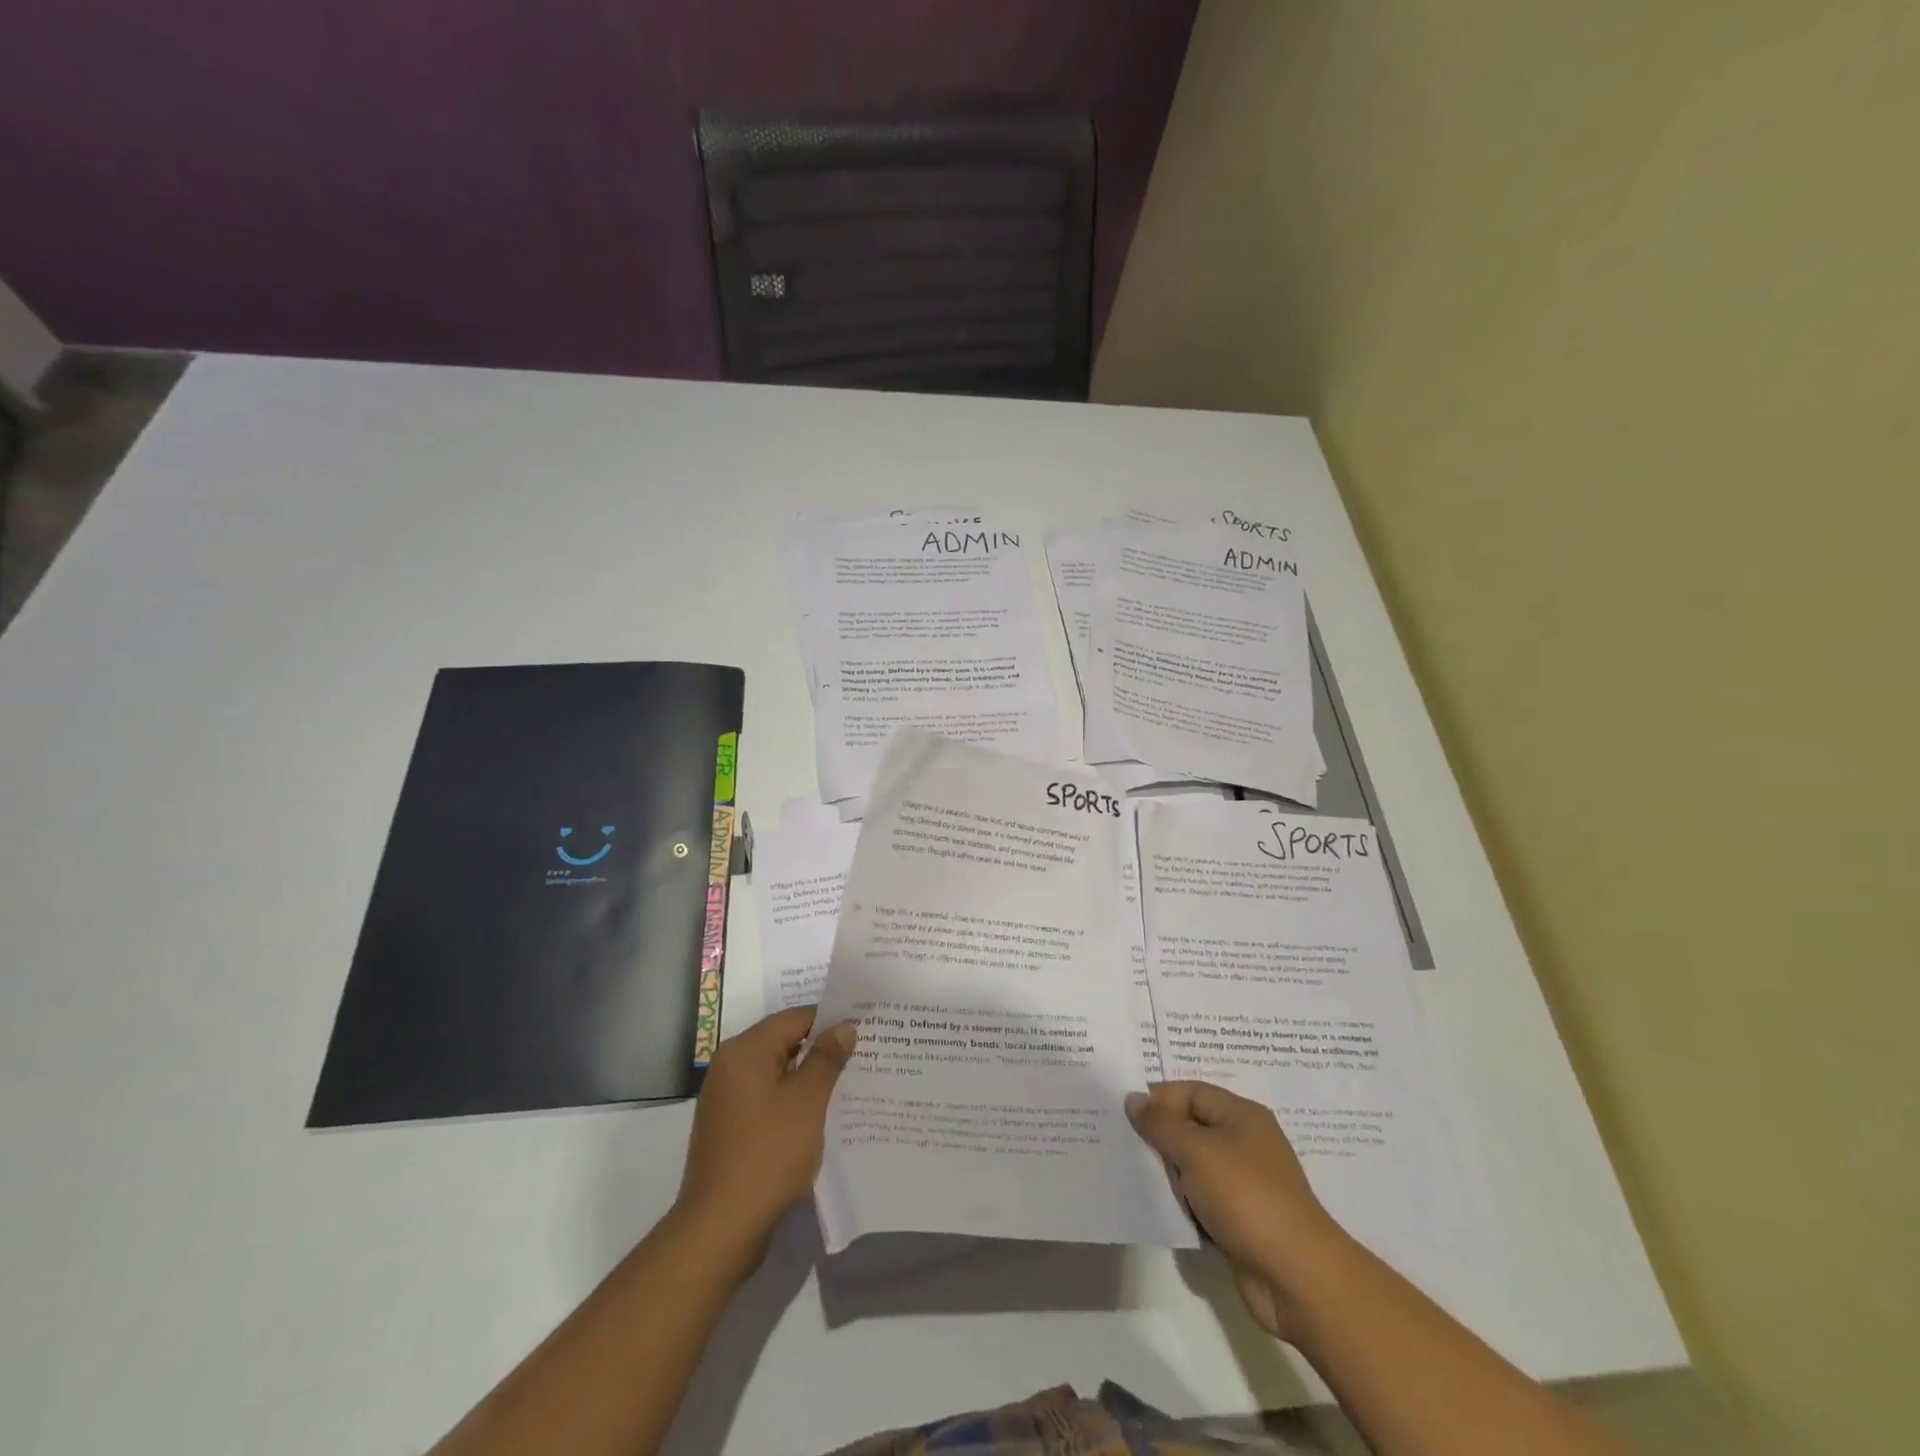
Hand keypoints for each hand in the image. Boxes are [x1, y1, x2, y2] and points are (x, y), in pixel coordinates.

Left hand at [674, 1007, 857, 1276]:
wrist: (721, 1228)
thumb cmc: (768, 1154)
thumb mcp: (807, 1101)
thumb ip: (827, 1058)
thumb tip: (844, 1027)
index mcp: (745, 1051)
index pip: (795, 1018)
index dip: (830, 1020)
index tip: (864, 1028)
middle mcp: (730, 1066)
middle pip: (784, 1042)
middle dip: (821, 1048)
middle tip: (863, 1053)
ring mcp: (726, 1099)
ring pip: (777, 1073)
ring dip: (808, 1077)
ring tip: (848, 1083)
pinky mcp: (729, 1128)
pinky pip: (767, 1099)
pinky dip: (792, 1101)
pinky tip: (819, 1116)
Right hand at [1127, 1081, 1346, 1341]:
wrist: (1297, 1278)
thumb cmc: (1246, 1198)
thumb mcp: (1196, 1151)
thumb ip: (1161, 1124)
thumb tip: (1133, 1099)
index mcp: (1241, 1115)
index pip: (1191, 1092)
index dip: (1159, 1100)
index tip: (1126, 1117)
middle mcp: (1245, 1143)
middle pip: (1191, 1127)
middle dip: (1160, 1136)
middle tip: (1124, 1145)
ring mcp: (1244, 1183)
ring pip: (1194, 1166)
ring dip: (1169, 1173)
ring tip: (1136, 1176)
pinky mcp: (1240, 1219)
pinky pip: (1202, 1199)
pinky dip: (1183, 1203)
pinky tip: (1161, 1208)